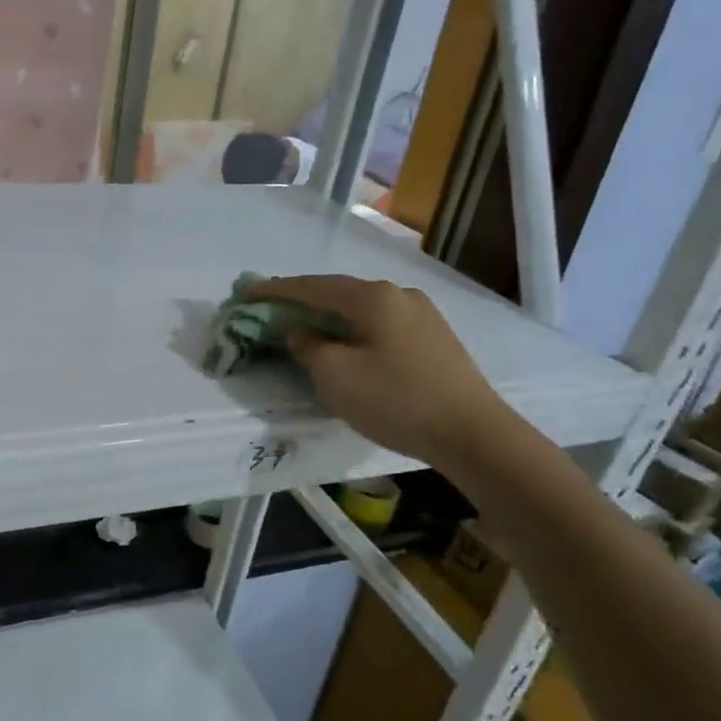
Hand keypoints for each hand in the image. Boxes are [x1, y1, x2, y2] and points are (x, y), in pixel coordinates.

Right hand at [248, 275, 513, 470]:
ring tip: (307, 330)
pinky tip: (349, 347)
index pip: (312, 286)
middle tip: (273, 312)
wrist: (474, 434)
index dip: (276, 289)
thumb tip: (302, 332)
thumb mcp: (334, 376)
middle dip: (303, 302)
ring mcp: (422, 315)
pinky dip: (355, 330)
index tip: (246, 292)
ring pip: (362, 310)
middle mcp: (399, 295)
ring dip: (330, 318)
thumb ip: (308, 346)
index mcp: (372, 298)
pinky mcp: (435, 339)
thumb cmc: (396, 400)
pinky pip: (381, 325)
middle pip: (339, 293)